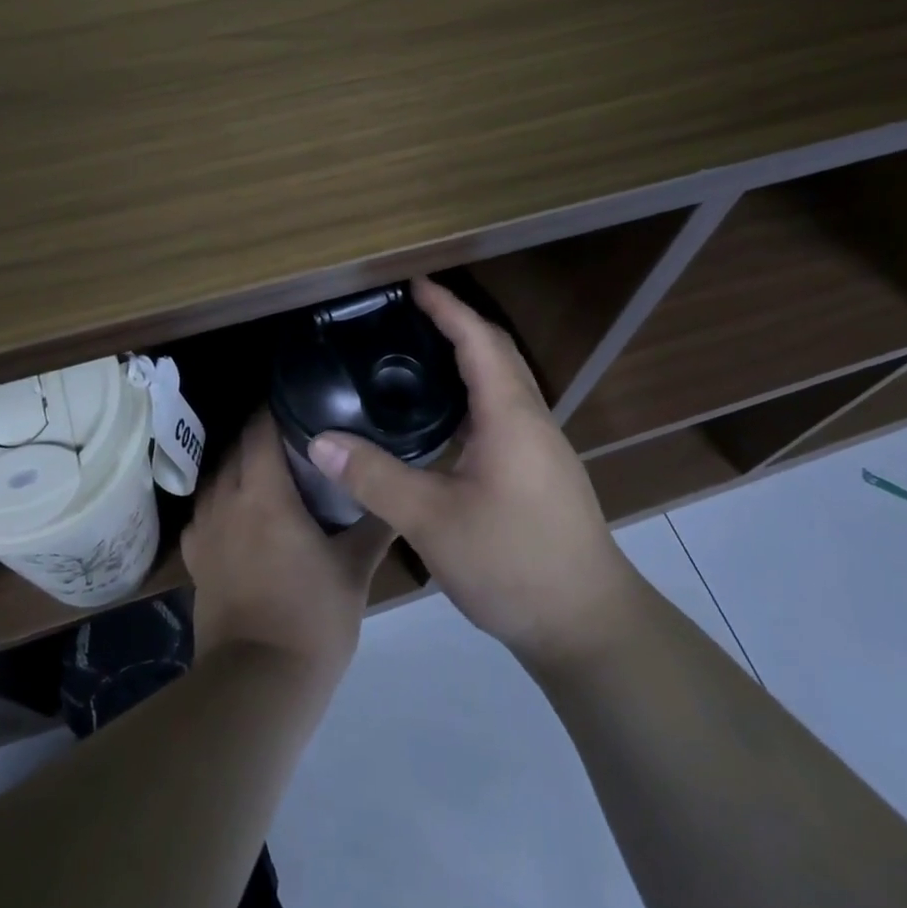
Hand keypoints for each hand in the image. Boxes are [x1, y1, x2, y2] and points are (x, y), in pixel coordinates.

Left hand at [181, 411, 396, 691]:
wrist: (258, 684)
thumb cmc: (312, 617)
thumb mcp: (354, 569)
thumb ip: (375, 524)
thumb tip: (397, 491)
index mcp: (263, 493)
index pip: (259, 429)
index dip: (275, 408)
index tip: (298, 399)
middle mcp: (226, 501)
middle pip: (236, 448)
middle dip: (259, 433)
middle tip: (294, 431)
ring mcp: (204, 531)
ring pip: (216, 477)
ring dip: (238, 464)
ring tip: (268, 466)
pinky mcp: (196, 560)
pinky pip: (203, 512)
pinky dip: (221, 499)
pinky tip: (239, 511)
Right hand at [305, 277, 638, 668]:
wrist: (587, 625)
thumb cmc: (513, 562)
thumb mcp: (433, 521)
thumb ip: (375, 477)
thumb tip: (319, 440)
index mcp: (510, 415)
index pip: (477, 339)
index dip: (445, 306)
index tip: (411, 282)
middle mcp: (531, 419)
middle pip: (495, 351)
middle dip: (455, 322)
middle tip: (407, 311)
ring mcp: (541, 446)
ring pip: (503, 381)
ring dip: (466, 356)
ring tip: (417, 352)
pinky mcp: (539, 470)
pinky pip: (503, 409)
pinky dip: (472, 391)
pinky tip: (442, 416)